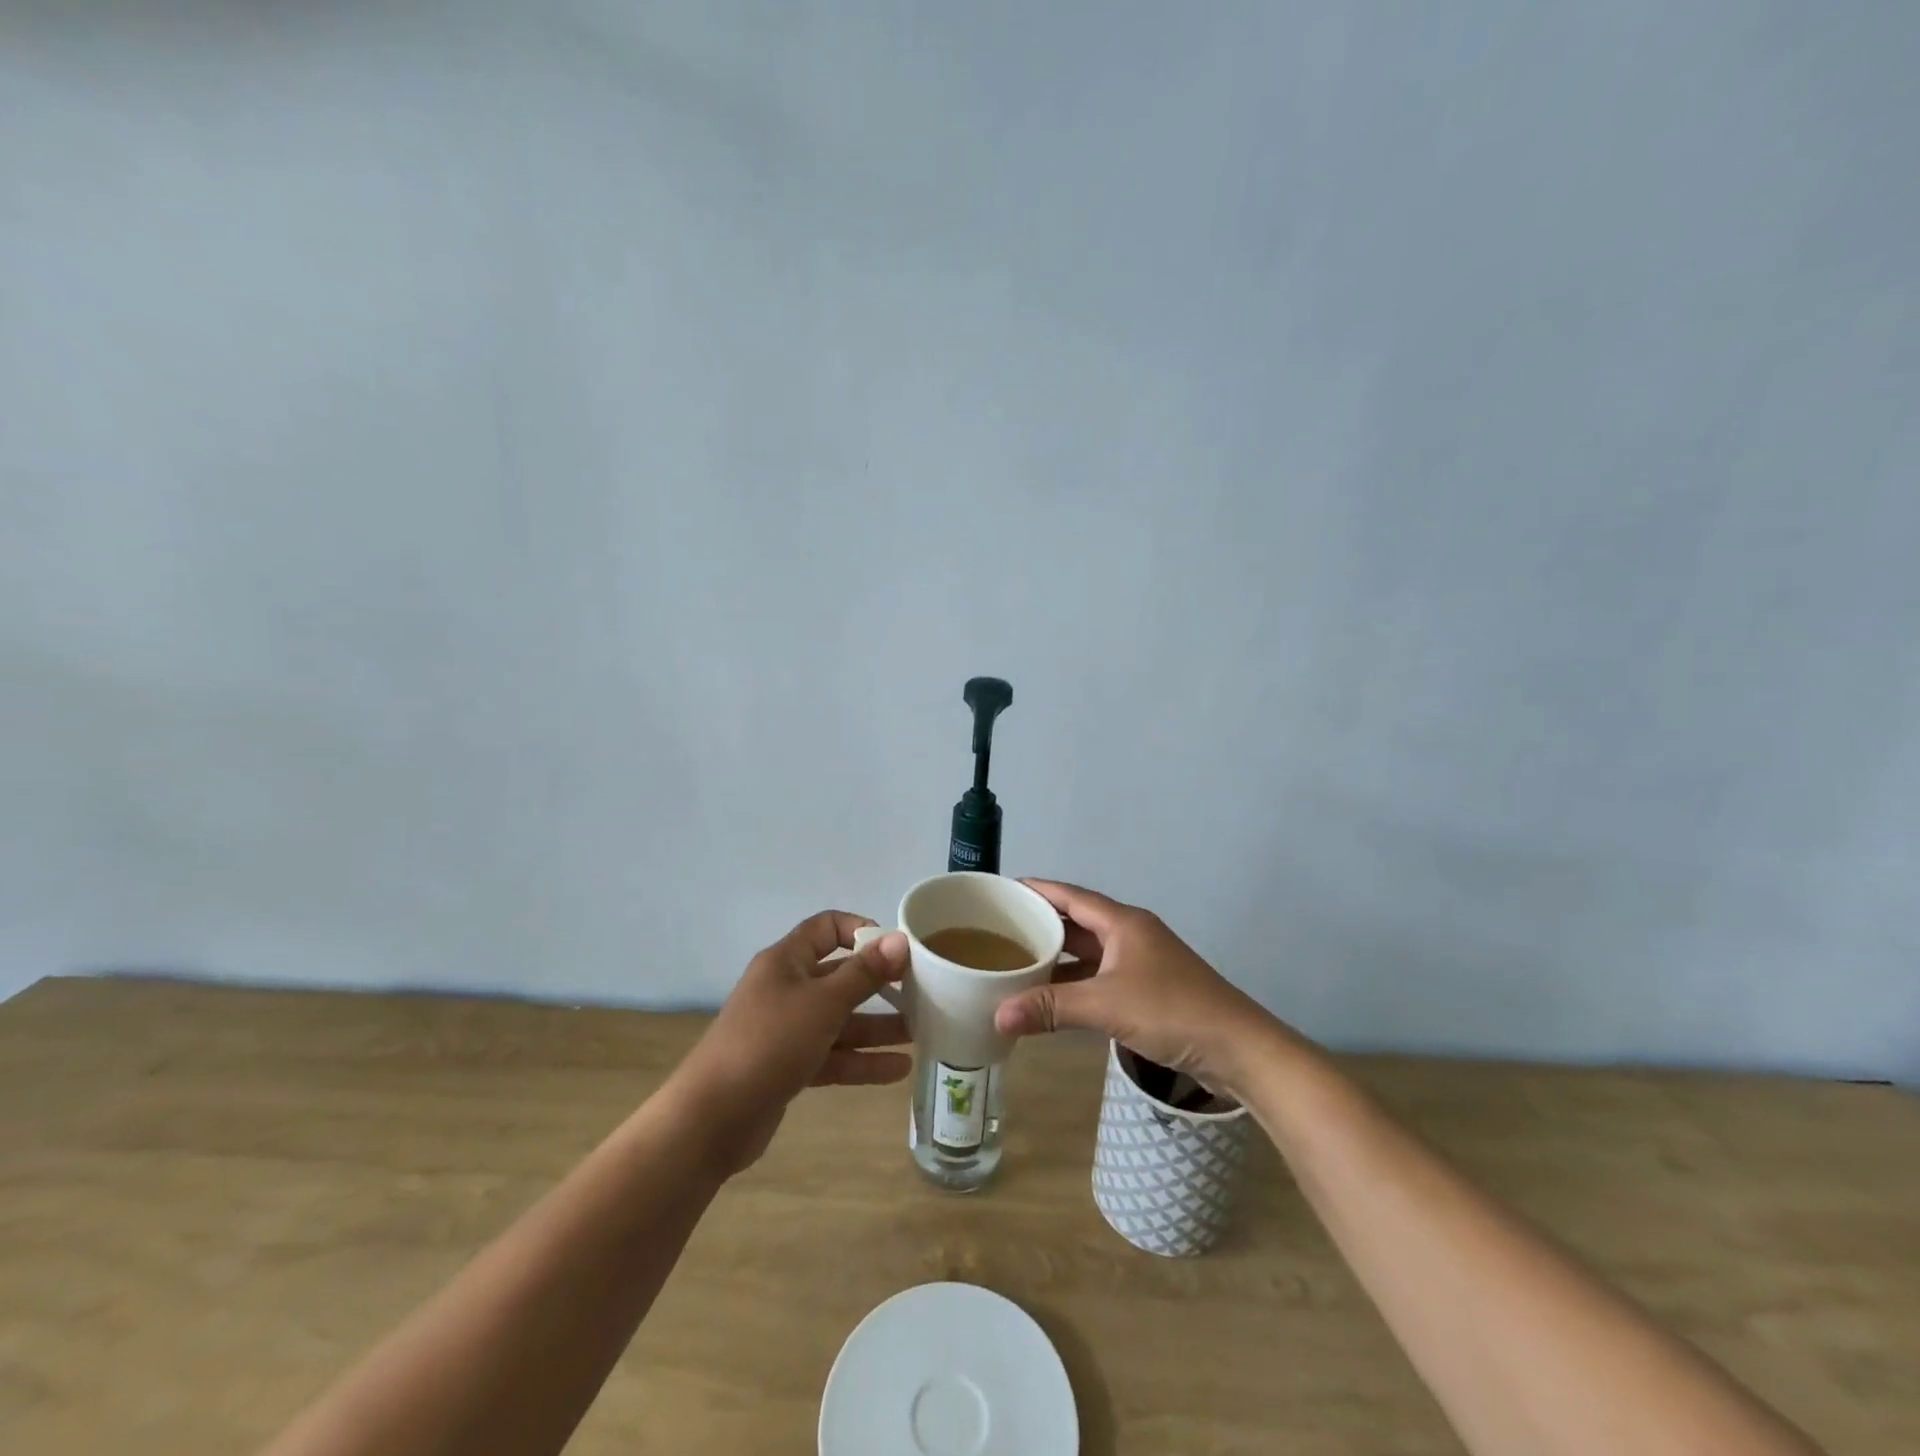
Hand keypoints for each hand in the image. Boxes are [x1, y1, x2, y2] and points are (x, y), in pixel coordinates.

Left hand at [674, 912, 910, 1175]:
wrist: (712, 1119)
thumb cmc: (769, 1043)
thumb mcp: (823, 1003)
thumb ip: (864, 973)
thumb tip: (900, 939)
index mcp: (787, 961)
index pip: (826, 928)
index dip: (860, 931)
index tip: (896, 949)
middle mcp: (787, 989)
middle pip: (840, 976)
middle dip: (879, 985)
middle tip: (921, 993)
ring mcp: (787, 1030)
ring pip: (840, 1020)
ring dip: (877, 1026)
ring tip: (921, 1033)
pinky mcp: (789, 1067)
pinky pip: (833, 1055)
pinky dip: (861, 1060)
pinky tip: (898, 1069)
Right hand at [992, 880, 1290, 1096]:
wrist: (1239, 1048)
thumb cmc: (1172, 1011)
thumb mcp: (1106, 1006)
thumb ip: (1051, 1007)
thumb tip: (997, 1015)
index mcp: (1123, 922)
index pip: (1069, 895)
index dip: (1036, 890)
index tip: (1001, 891)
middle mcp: (1131, 934)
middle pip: (1077, 921)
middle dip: (1041, 924)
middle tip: (998, 930)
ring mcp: (1141, 962)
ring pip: (1089, 951)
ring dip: (1058, 957)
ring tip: (1017, 961)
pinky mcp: (1148, 989)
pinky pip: (1100, 976)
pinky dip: (1076, 982)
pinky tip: (1053, 996)